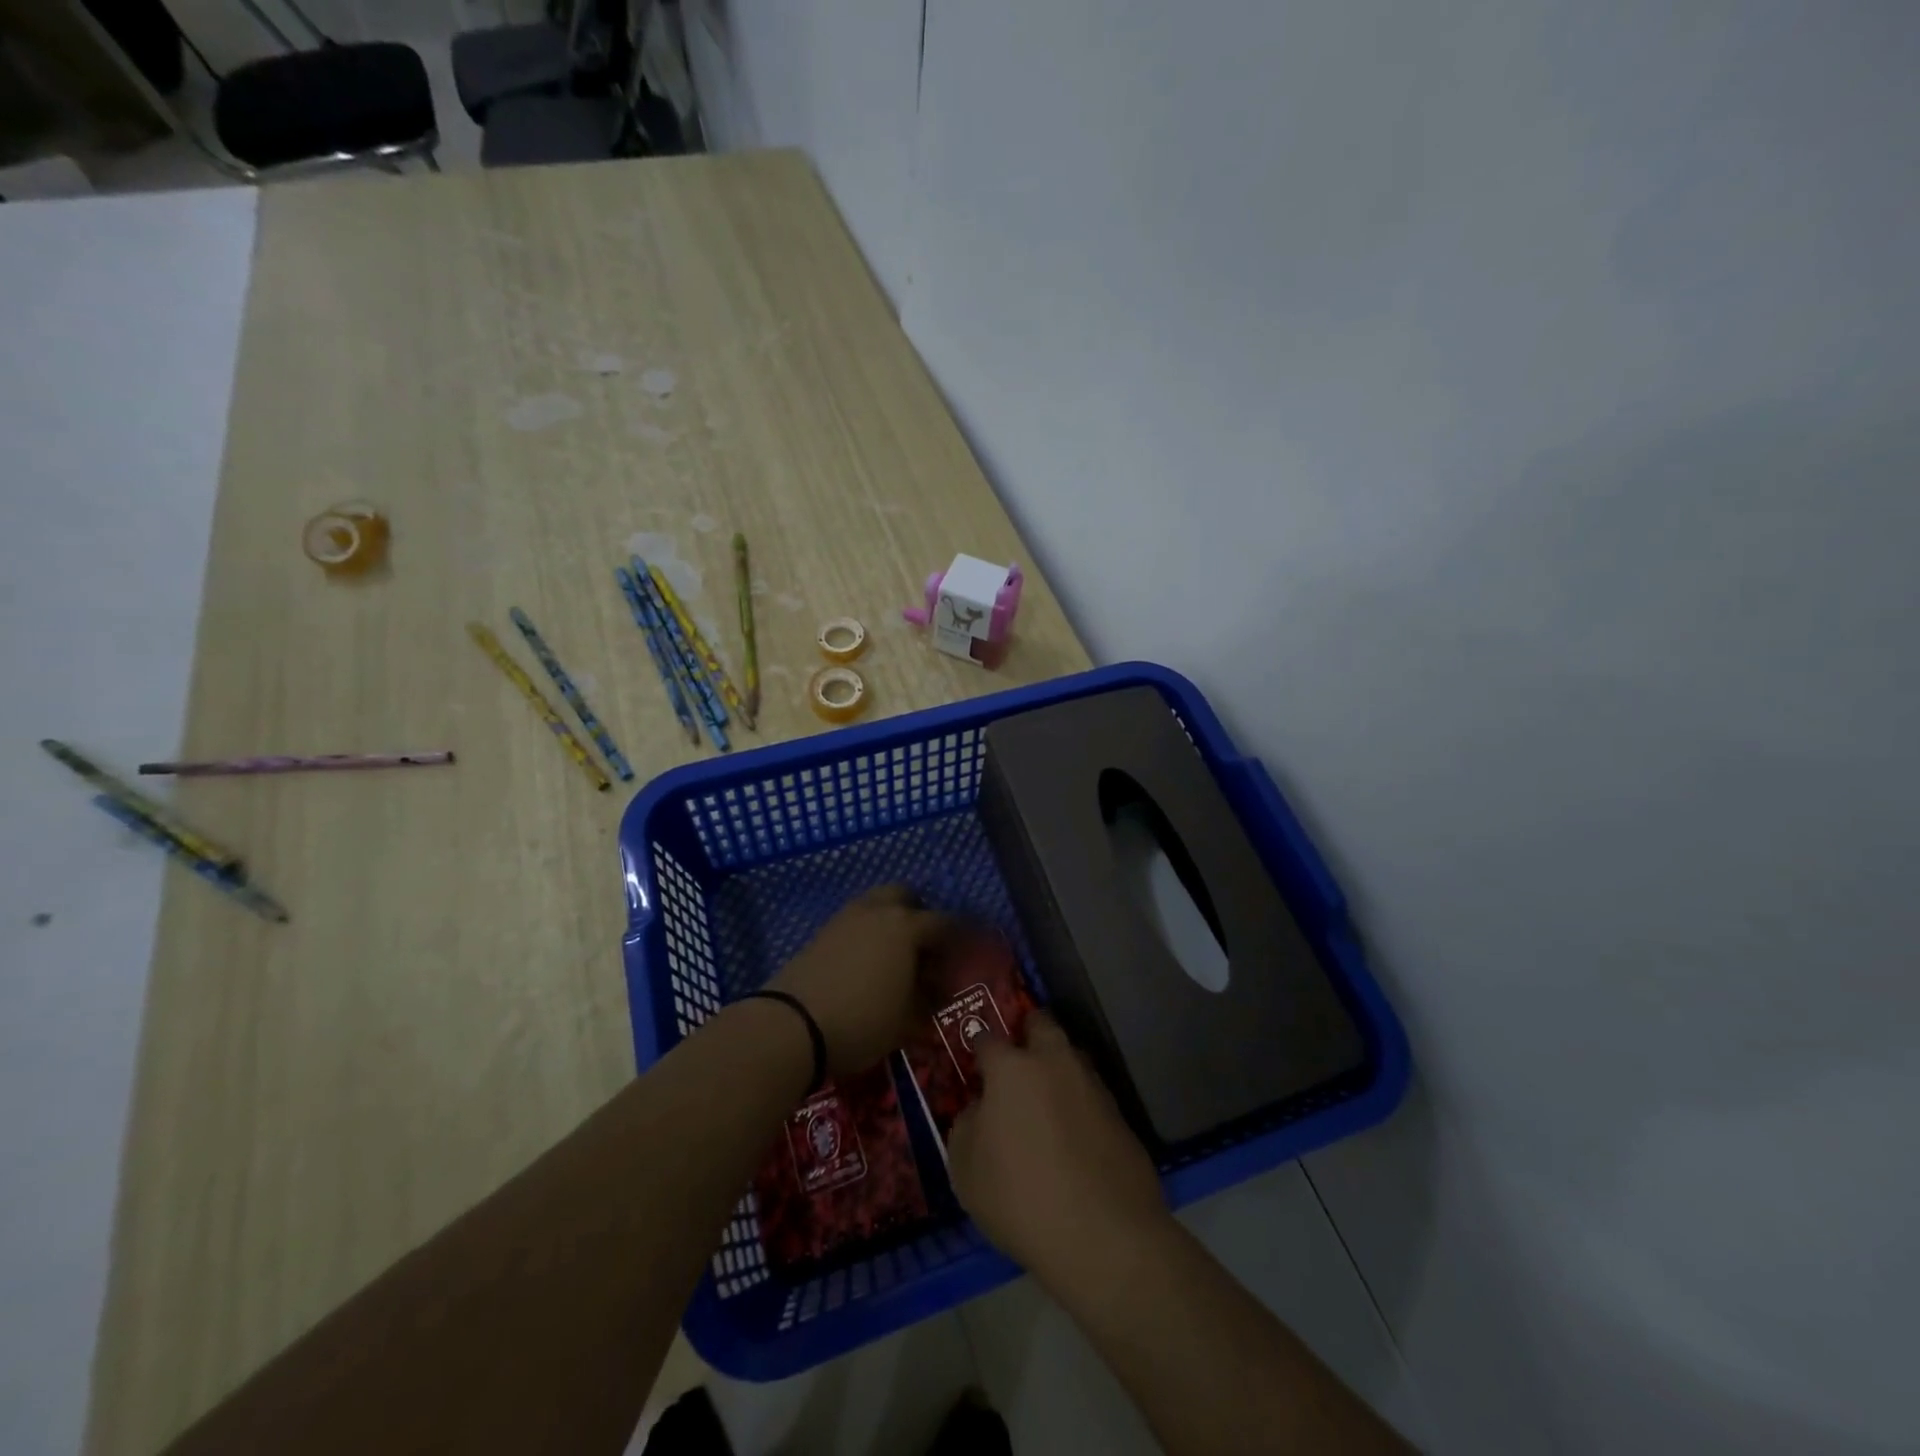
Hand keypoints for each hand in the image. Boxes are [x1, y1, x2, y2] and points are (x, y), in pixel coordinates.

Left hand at [769, 885, 954, 1075]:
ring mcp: (845, 918)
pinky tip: (868, 964)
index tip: (969, 955)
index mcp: (906, 926)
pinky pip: (855, 922)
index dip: (961, 939)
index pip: (945, 923)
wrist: (791, 1024)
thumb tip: (939, 991)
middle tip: (927, 949)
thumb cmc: (862, 1020)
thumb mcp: (906, 1019)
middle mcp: (877, 911)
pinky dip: (868, 933)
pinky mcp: (822, 933)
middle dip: (920, 915)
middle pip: (906, 896)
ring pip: (876, 905)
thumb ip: (928, 999)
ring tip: (896, 959)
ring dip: (891, 922)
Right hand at [948, 1012, 1166, 1277]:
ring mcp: (1093, 1085)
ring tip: (1045, 1100)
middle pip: (1041, 1024)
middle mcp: (1054, 1063)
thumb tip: (979, 1110)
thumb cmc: (1021, 1197)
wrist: (1106, 1236)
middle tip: (1016, 1058)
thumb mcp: (966, 1170)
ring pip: (1071, 1057)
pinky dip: (1079, 1105)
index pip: (988, 1038)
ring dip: (1057, 1067)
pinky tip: (1072, 1136)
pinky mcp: (1121, 1115)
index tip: (975, 1062)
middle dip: (1027, 1031)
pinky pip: (1091, 1095)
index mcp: (1012, 1068)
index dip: (978, 1046)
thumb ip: (966, 1126)